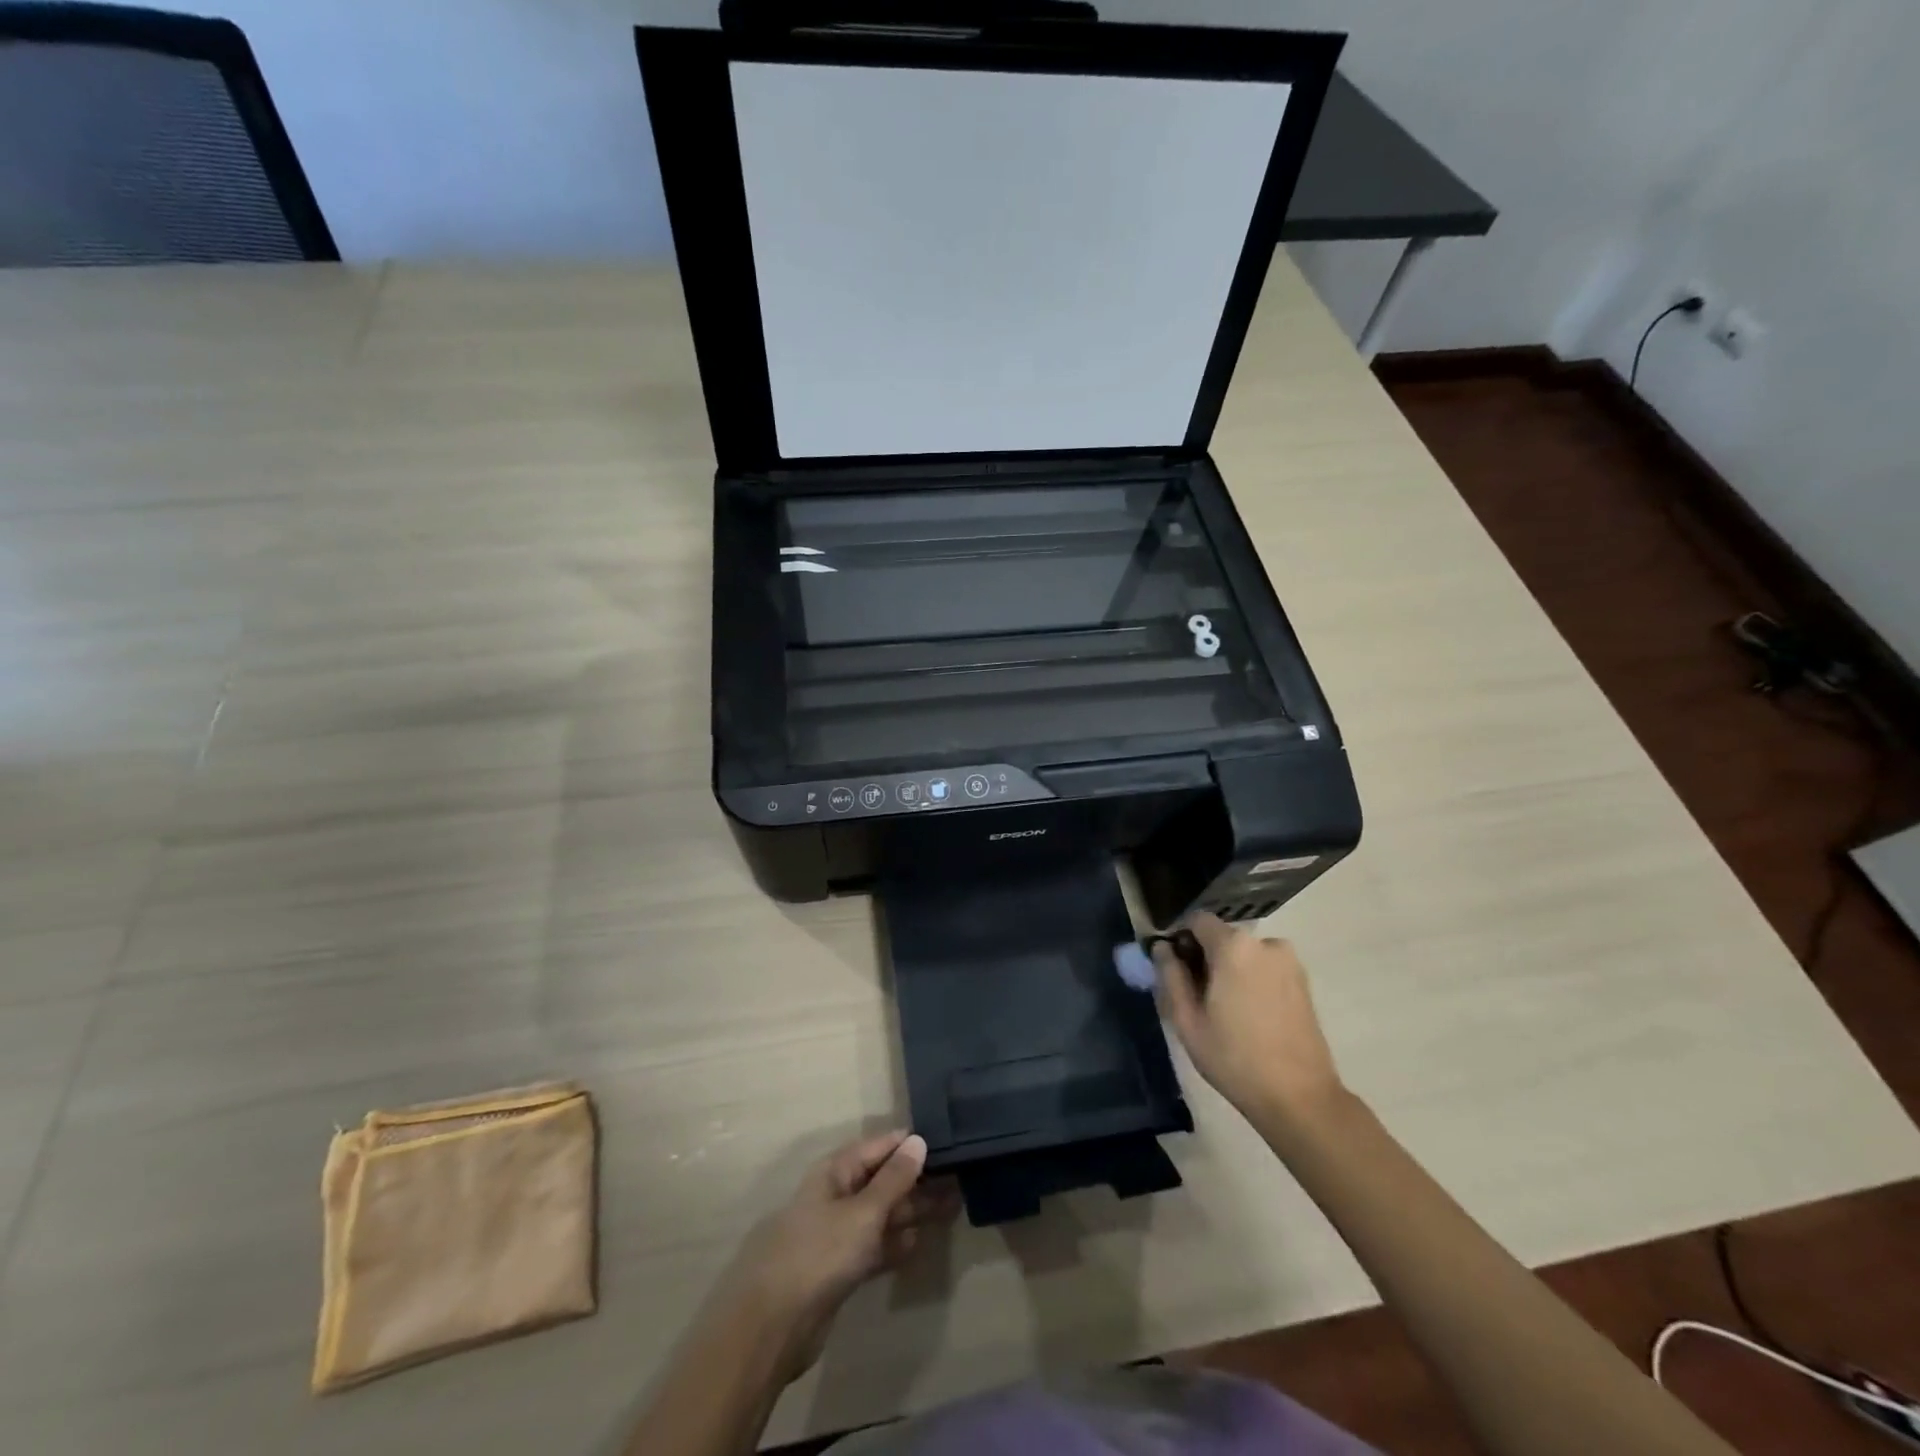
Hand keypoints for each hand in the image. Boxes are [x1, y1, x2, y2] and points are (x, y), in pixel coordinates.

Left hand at [720, 1130, 958, 1381]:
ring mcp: (837, 1234)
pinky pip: (873, 1246)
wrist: (775, 1326)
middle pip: (882, 1181)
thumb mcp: (863, 1212)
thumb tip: (918, 1140)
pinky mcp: (839, 1269)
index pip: (878, 1147)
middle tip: (957, 1180)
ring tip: (950, 1208)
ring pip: (881, 1214)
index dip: (908, 1145)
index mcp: (835, 1172)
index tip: (945, 1144)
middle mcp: (836, 1196)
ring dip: (911, 1211)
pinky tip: (918, 1243)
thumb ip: (893, 1179)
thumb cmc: (820, 1253)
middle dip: (916, 1181)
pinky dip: (894, 1243)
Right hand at [1154, 913, 1346, 1132]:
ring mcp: (1289, 961)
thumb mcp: (1187, 1020)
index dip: (1181, 940)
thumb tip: (1162, 948)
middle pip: (1222, 937)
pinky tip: (1247, 1015)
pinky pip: (1264, 967)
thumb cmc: (1234, 1059)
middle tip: (1197, 997)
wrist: (1300, 1098)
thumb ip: (1170, 976)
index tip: (1175, 969)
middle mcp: (1265, 943)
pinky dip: (1250, 980)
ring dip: (1229, 970)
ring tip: (1224, 1010)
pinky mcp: (1303, 981)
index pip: (1197, 921)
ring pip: (1244, 954)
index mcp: (1234, 946)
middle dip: (1205, 957)